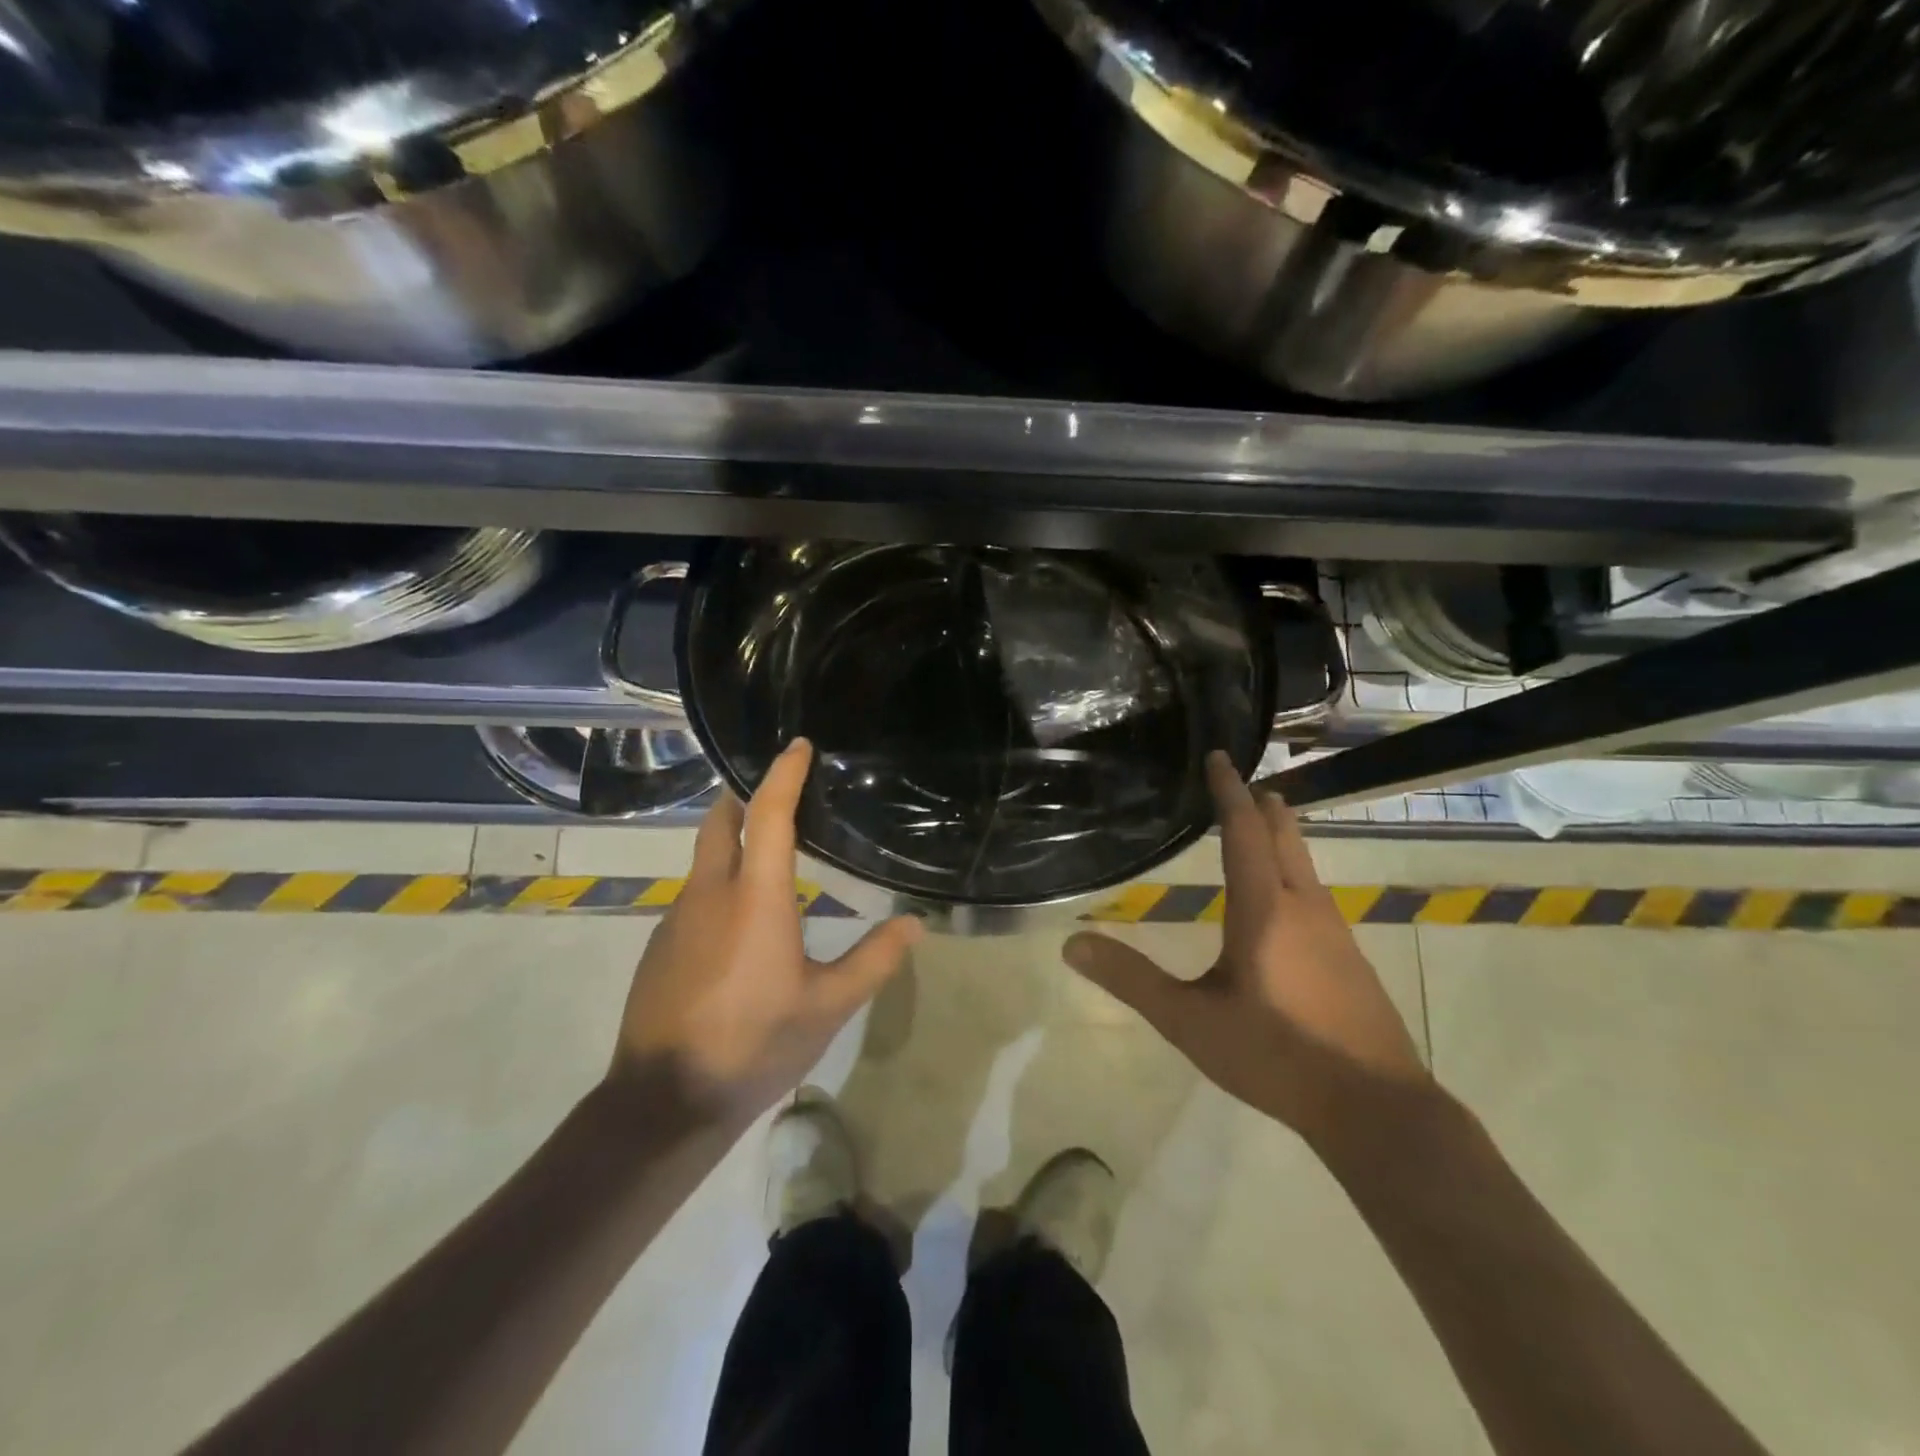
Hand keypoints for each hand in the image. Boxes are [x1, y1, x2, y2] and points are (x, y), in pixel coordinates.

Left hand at [606, 739, 923, 1125]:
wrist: (665, 1101)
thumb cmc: (755, 1044)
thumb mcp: (828, 1006)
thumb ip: (874, 960)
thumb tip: (915, 923)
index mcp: (755, 897)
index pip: (769, 814)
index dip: (784, 774)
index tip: (798, 745)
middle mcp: (709, 892)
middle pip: (720, 821)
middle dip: (744, 797)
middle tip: (778, 795)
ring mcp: (676, 917)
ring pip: (704, 860)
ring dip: (733, 845)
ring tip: (769, 861)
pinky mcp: (659, 944)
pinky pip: (694, 896)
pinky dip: (719, 887)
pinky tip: (739, 926)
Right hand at [1063, 752, 1429, 1150]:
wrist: (1375, 1108)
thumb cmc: (1275, 1055)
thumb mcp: (1190, 1021)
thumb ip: (1132, 979)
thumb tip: (1072, 943)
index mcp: (1264, 910)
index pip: (1243, 832)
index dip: (1228, 792)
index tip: (1220, 757)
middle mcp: (1303, 908)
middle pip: (1284, 839)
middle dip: (1263, 808)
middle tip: (1246, 784)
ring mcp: (1336, 933)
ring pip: (1304, 867)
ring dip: (1282, 838)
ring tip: (1264, 826)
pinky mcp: (1350, 960)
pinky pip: (1315, 896)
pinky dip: (1293, 874)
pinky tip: (1286, 903)